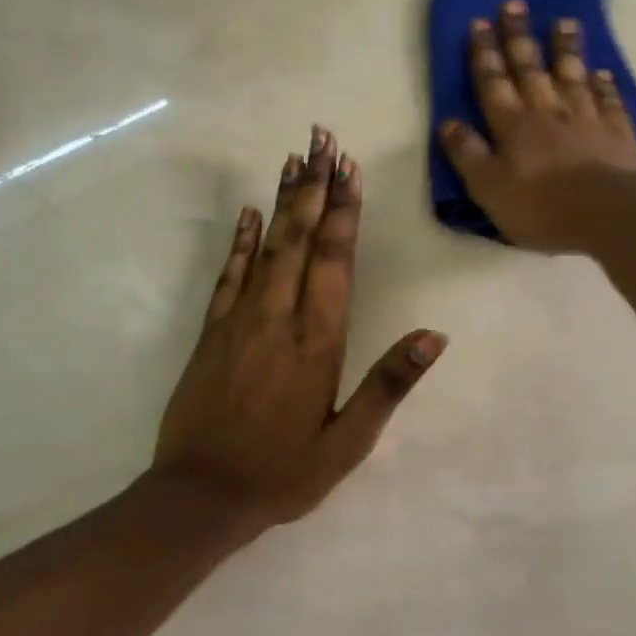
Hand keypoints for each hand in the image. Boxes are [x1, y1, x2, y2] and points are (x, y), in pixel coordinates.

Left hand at [152, 126, 445, 535]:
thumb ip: (390, 383)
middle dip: (314, 186)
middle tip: (322, 139)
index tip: (348, 168)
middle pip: (300, 239)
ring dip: (282, 200)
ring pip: (266, 247)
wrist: (201, 496)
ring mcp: (240, 320)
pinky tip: (248, 213)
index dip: (343, 212)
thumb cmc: (284, 471)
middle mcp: (280, 318)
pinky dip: (241, 241)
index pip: (335, 260)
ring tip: (294, 159)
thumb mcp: (350, 441)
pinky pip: (229, 274)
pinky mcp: (212, 331)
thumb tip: (434, 336)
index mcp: (319, 341)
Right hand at [437, 0, 635, 251]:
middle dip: (519, 37)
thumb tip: (447, 123)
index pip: (493, 83)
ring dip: (565, 48)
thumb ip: (467, 155)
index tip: (479, 22)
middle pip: (530, 68)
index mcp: (513, 126)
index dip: (484, 54)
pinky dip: (604, 84)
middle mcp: (548, 112)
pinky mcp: (618, 132)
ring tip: (563, 21)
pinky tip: (602, 72)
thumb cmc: (542, 207)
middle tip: (514, 4)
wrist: (611, 213)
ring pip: (572, 75)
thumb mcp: (489, 188)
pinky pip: (608, 100)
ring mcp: (586, 118)